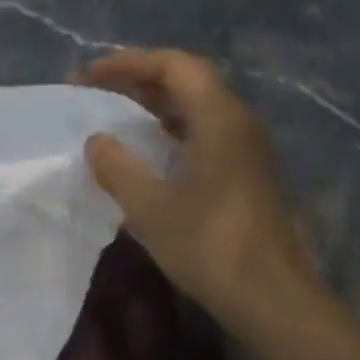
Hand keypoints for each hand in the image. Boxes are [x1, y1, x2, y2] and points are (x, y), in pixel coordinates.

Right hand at [79, 49, 317, 328]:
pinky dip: (170, 132)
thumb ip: (118, 168)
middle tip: (95, 93)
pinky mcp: (248, 176)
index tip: (87, 76)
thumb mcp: (151, 208)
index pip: (174, 65)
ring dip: (155, 107)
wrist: (272, 297)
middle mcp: (239, 123)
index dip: (127, 63)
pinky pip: (204, 135)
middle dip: (138, 81)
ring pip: (197, 110)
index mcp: (219, 118)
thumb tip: (97, 140)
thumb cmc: (210, 245)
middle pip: (188, 82)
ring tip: (115, 117)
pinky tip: (148, 155)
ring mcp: (247, 150)